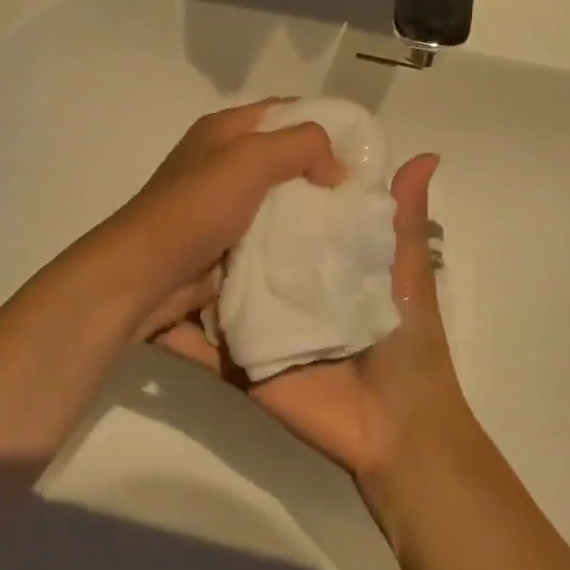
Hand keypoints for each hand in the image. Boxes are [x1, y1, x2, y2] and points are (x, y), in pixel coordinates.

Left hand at [91, 99, 345, 340]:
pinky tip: (321, 264)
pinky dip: (289, 255)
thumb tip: (336, 168)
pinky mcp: (223, 252)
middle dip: (321, 181)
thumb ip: (301, 146)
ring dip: (309, 224)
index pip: (283, 112)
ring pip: (279, 210)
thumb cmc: (195, 209)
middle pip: (283, 164)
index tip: (362, 154)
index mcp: (223, 133)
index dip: (323, 126)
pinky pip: (267, 248)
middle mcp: (220, 166)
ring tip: (352, 237)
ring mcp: (221, 213)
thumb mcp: (250, 158)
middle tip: (362, 201)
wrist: (142, 278)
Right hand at [155, 153, 475, 482]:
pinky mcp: (239, 358)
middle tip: (185, 177)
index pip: (288, 213)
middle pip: (245, 246)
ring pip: (216, 285)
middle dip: (219, 217)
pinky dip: (172, 323)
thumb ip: (403, 218)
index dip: (269, 182)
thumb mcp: (407, 271)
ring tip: (152, 223)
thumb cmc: (407, 342)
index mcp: (320, 260)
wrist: (397, 427)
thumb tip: (427, 153)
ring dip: (188, 263)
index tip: (244, 142)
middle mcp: (282, 284)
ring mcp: (257, 321)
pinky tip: (142, 294)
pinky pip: (201, 339)